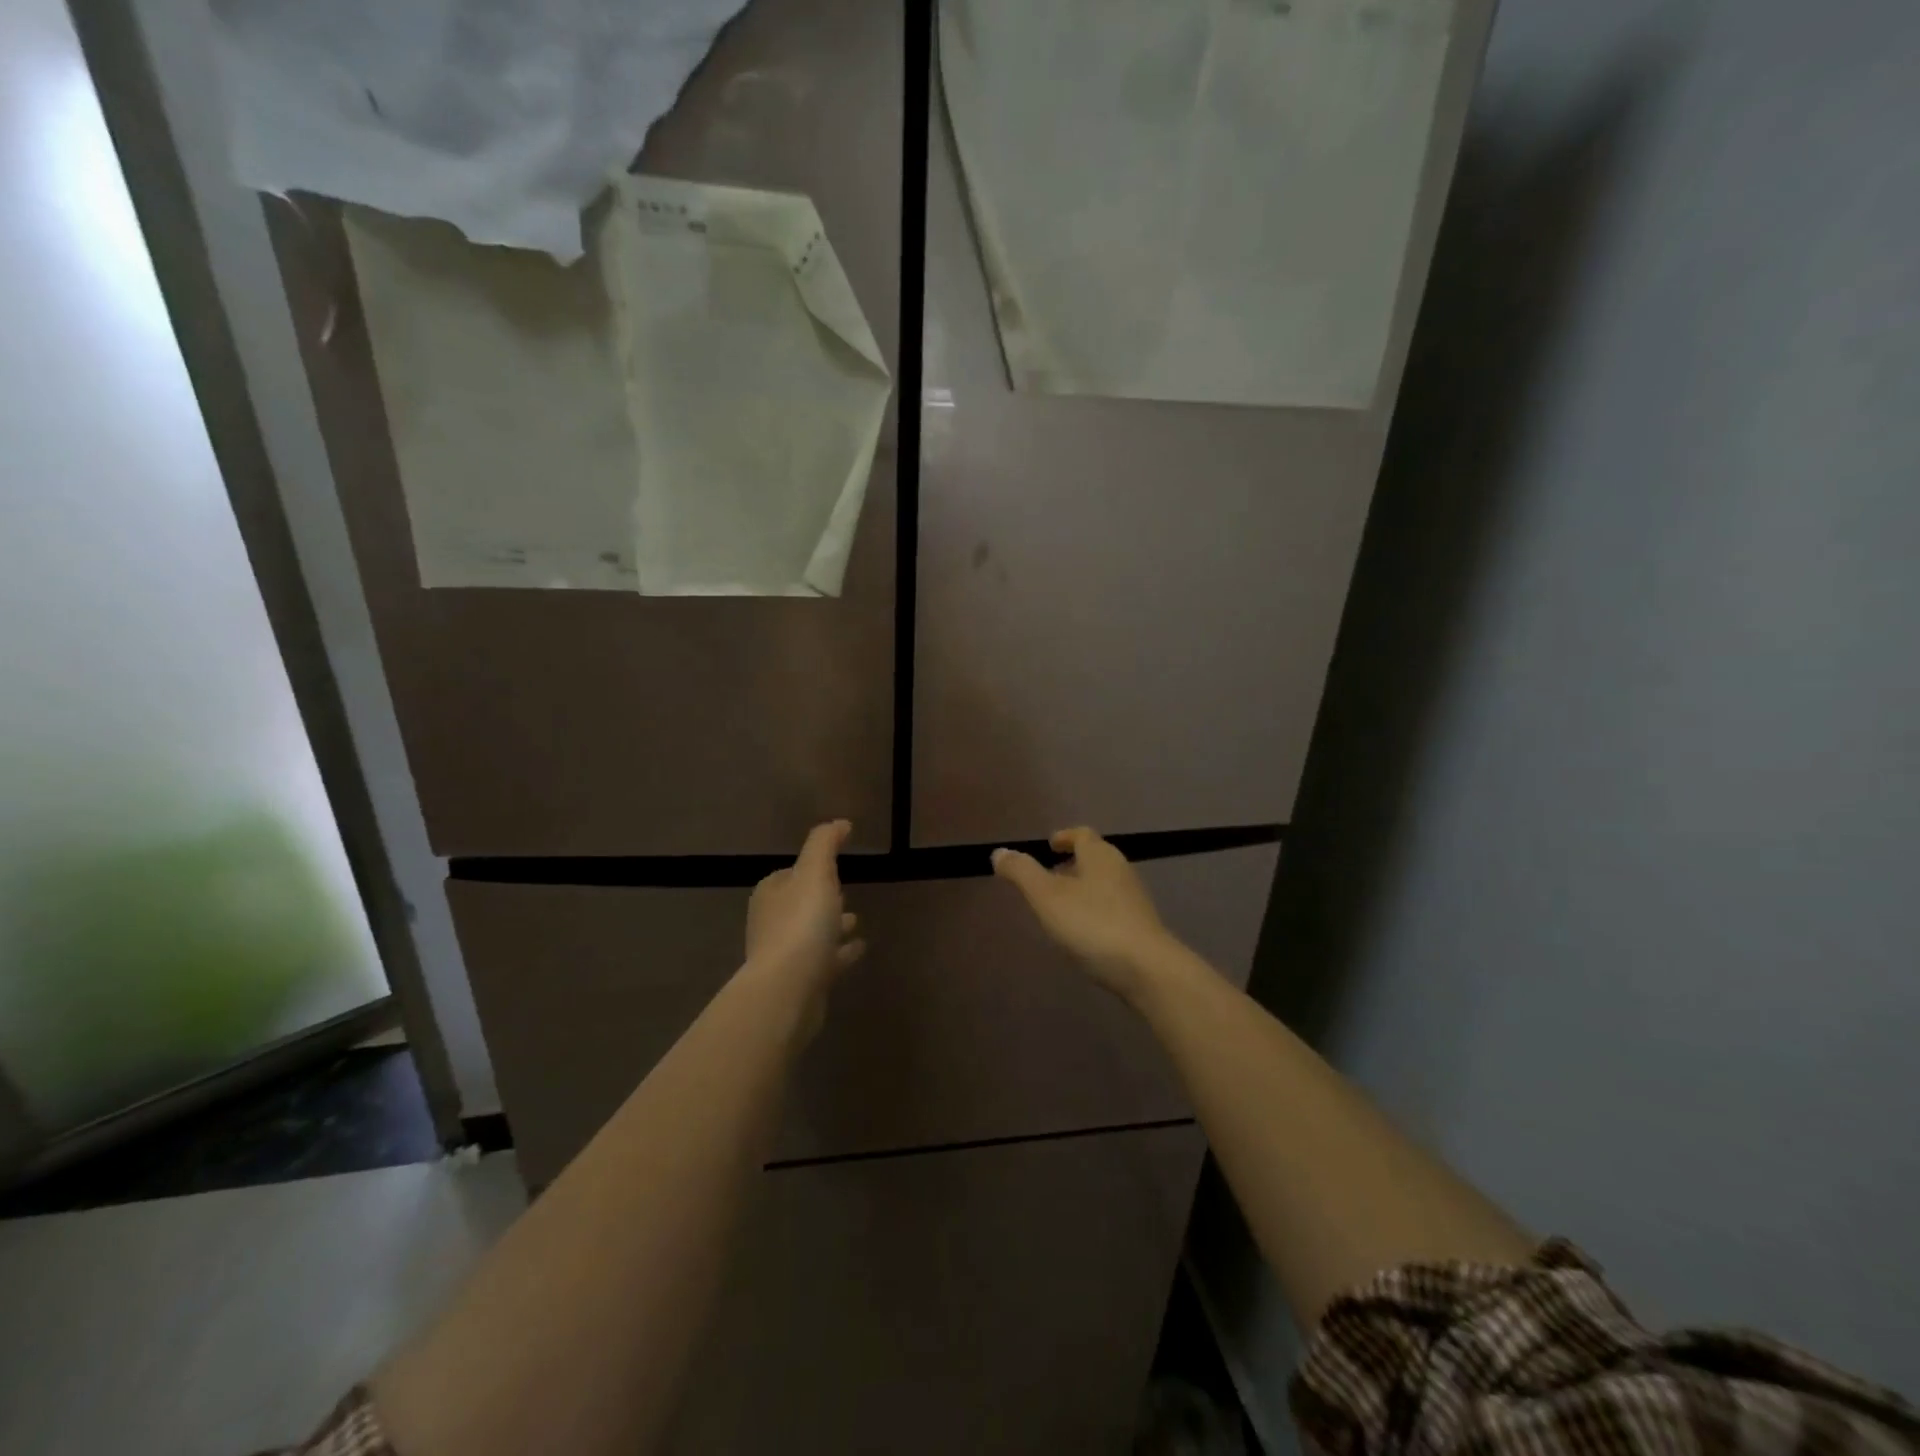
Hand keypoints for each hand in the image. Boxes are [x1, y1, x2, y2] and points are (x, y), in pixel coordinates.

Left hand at [746, 820, 864, 991]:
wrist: (788, 989)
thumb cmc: (801, 924)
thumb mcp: (815, 872)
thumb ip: (825, 844)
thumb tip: (839, 823)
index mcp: (771, 894)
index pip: (791, 874)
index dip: (810, 869)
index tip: (833, 867)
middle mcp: (772, 921)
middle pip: (800, 903)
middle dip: (821, 898)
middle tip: (846, 894)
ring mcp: (785, 954)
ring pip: (812, 932)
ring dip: (832, 925)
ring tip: (856, 920)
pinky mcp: (801, 980)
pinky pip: (825, 959)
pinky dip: (841, 952)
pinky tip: (859, 948)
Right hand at [992, 827, 1175, 998]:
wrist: (1147, 969)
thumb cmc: (1092, 924)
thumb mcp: (1047, 897)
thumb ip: (1022, 873)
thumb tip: (999, 852)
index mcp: (1099, 855)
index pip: (1082, 835)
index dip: (1065, 837)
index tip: (1050, 845)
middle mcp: (1120, 870)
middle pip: (1095, 857)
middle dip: (1073, 863)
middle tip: (1049, 876)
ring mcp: (1134, 899)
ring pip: (1104, 883)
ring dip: (1083, 887)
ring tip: (1061, 905)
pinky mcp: (1141, 926)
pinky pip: (1112, 907)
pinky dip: (1094, 909)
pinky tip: (1083, 931)